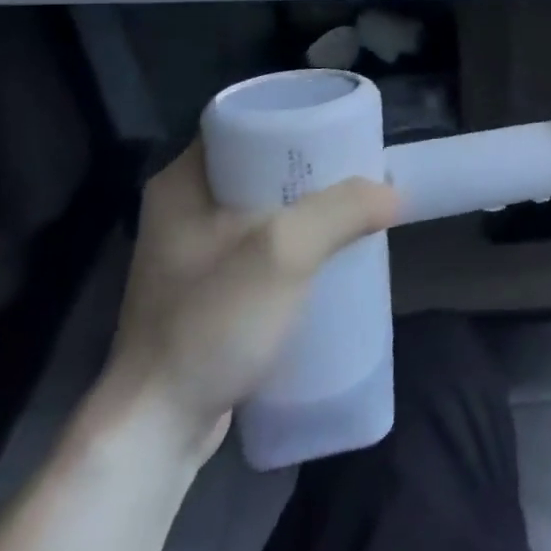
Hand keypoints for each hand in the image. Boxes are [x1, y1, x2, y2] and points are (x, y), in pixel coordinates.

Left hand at [99, 141, 398, 463]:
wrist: (156, 429)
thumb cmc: (211, 323)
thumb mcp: (284, 252)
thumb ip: (342, 210)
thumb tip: (394, 193)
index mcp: (184, 181)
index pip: (245, 123)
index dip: (297, 120)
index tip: (343, 131)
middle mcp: (182, 208)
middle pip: (261, 165)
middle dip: (313, 169)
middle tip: (358, 173)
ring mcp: (191, 252)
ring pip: (263, 208)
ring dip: (308, 208)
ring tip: (354, 210)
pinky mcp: (206, 290)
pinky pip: (260, 246)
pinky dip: (295, 243)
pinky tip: (328, 254)